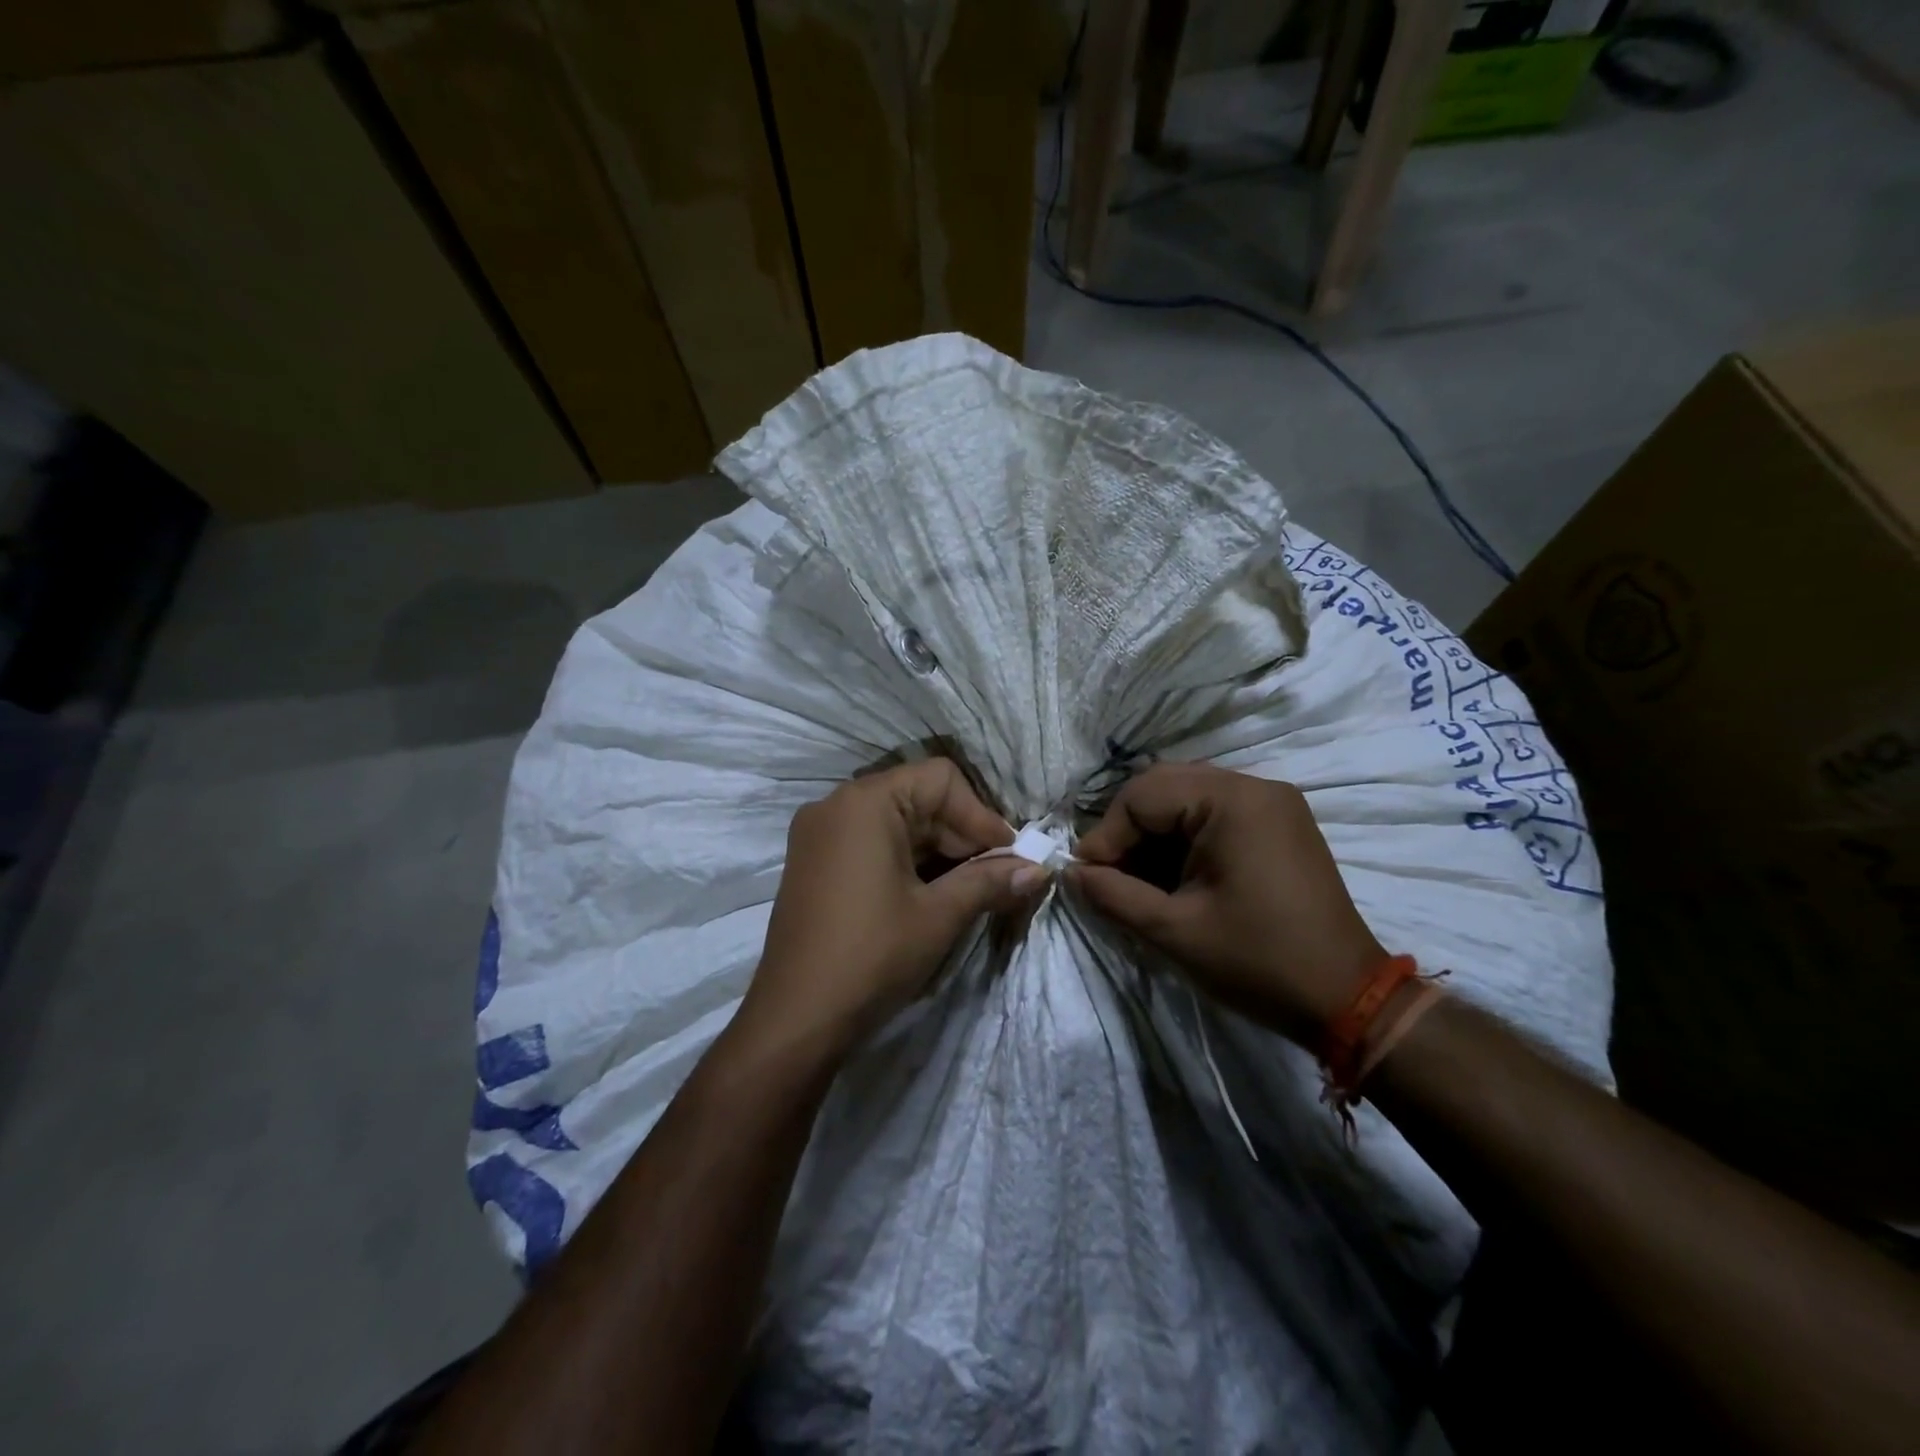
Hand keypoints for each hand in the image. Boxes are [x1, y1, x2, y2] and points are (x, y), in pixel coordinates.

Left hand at [743, 759, 1045, 1054]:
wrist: (796, 1019)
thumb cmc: (872, 955)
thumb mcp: (938, 915)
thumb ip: (990, 881)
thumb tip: (1039, 869)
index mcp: (865, 802)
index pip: (940, 779)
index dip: (981, 814)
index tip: (1009, 855)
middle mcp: (836, 804)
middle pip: (917, 797)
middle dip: (962, 834)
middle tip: (996, 876)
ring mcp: (819, 834)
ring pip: (896, 822)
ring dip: (938, 850)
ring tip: (970, 888)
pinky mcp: (813, 862)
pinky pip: (871, 842)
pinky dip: (906, 860)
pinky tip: (931, 893)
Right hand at [1069, 763, 1384, 1044]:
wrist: (1349, 1000)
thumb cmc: (1258, 962)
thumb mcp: (1173, 931)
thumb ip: (1112, 894)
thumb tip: (1071, 872)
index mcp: (1233, 800)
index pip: (1143, 795)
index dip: (1106, 835)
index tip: (1087, 877)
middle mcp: (1255, 786)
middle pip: (1164, 787)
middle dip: (1128, 830)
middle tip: (1108, 874)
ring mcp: (1272, 803)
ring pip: (1187, 798)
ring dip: (1154, 833)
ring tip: (1136, 878)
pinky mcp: (1280, 824)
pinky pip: (1214, 814)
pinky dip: (1183, 838)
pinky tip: (1173, 876)